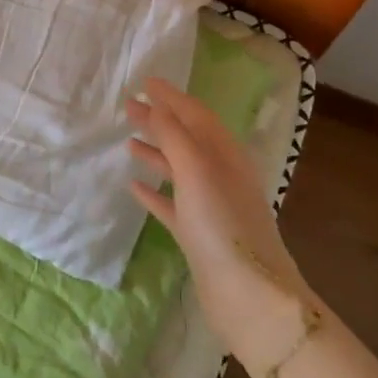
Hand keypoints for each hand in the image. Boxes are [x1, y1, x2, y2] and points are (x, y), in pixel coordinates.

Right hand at [127, 77, 315, 362]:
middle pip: (186, 139)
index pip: (197, 116)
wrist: (248, 295)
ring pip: (178, 170)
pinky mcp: (198, 235)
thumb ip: (176, 137)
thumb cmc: (223, 225)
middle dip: (160, 121)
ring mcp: (209, 207)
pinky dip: (154, 192)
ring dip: (155, 153)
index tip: (146, 82)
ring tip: (128, 142)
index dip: (172, 97)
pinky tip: (134, 187)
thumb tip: (158, 105)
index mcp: (226, 156)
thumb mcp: (198, 171)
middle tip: (129, 107)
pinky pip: (171, 204)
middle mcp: (220, 176)